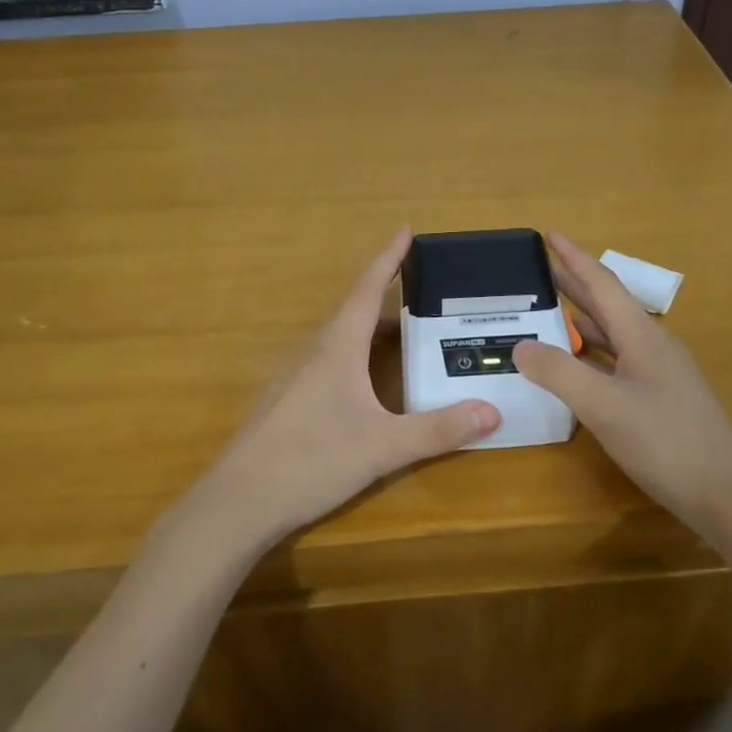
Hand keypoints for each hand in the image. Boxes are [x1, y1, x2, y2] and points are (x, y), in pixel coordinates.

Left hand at [187, 228, 500, 551]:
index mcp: (337, 347)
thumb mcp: (383, 447)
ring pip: (340, 339)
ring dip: (372, 331)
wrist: (238, 501)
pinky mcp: (285, 400)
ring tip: (406, 337)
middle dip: (390, 298)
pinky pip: (327, 361)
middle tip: (426, 295)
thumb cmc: (311, 461)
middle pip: (355, 312)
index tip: (406, 229)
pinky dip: (355, 356)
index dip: (389, 258)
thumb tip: (492, 412)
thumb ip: (438, 430)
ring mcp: (293, 376)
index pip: (368, 289)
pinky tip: (366, 384)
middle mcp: (313, 351)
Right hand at [511, 234, 731, 530]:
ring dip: (582, 318)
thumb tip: (520, 346)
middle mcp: (652, 346)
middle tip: (540, 269)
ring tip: (548, 310)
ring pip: (613, 334)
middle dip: (575, 283)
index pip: (602, 284)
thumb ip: (559, 373)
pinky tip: (576, 364)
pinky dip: (591, 352)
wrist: (725, 493)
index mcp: (641, 335)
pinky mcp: (660, 399)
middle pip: (608, 305)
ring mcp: (659, 373)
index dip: (574, 258)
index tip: (550, 234)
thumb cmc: (665, 441)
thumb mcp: (603, 405)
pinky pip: (617, 360)